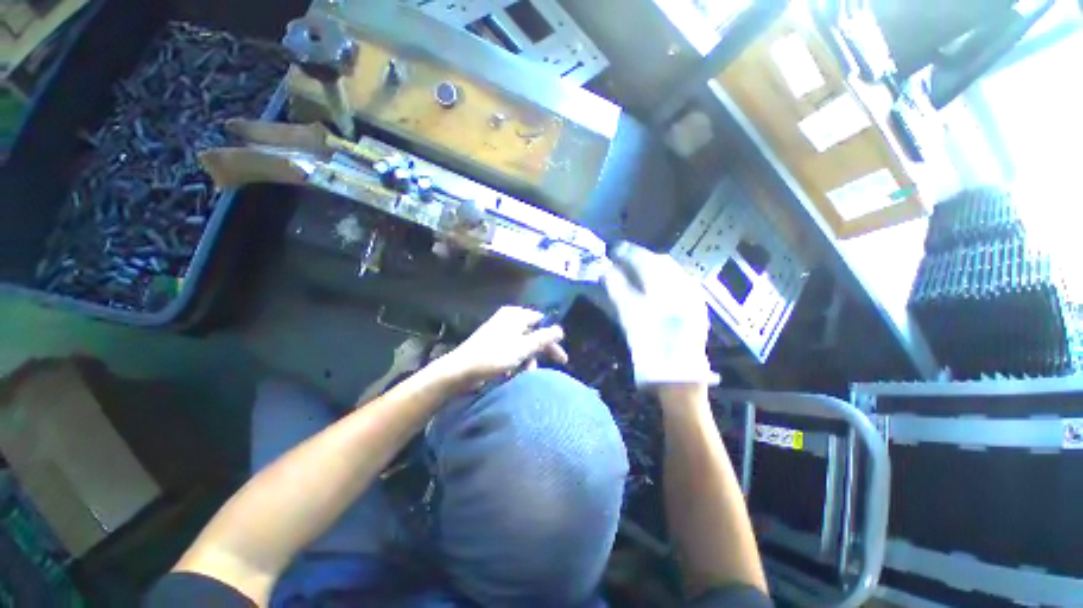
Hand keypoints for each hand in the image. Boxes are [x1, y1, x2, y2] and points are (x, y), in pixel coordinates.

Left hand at [428, 306, 568, 391]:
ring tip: (527, 373)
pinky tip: (514, 373)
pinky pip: (512, 350)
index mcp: (515, 315)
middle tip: (556, 364)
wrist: (460, 370)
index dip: (552, 337)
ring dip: (528, 359)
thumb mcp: (523, 347)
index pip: (542, 321)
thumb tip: (561, 330)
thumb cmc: (494, 356)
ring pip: (523, 344)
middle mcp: (508, 319)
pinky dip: (517, 361)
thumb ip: (543, 338)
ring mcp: (500, 331)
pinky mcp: (493, 344)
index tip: (560, 356)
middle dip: (541, 351)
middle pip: (533, 333)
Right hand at [602, 242, 718, 388]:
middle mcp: (682, 285)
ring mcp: (693, 295)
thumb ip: (617, 288)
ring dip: (654, 266)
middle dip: (641, 256)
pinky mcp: (697, 305)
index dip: (627, 252)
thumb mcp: (628, 316)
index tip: (614, 250)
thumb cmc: (649, 346)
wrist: (678, 374)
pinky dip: (667, 277)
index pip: (643, 260)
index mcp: (663, 287)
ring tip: (638, 269)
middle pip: (660, 261)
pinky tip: (657, 284)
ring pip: (672, 270)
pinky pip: (682, 282)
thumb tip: (607, 269)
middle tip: (624, 259)